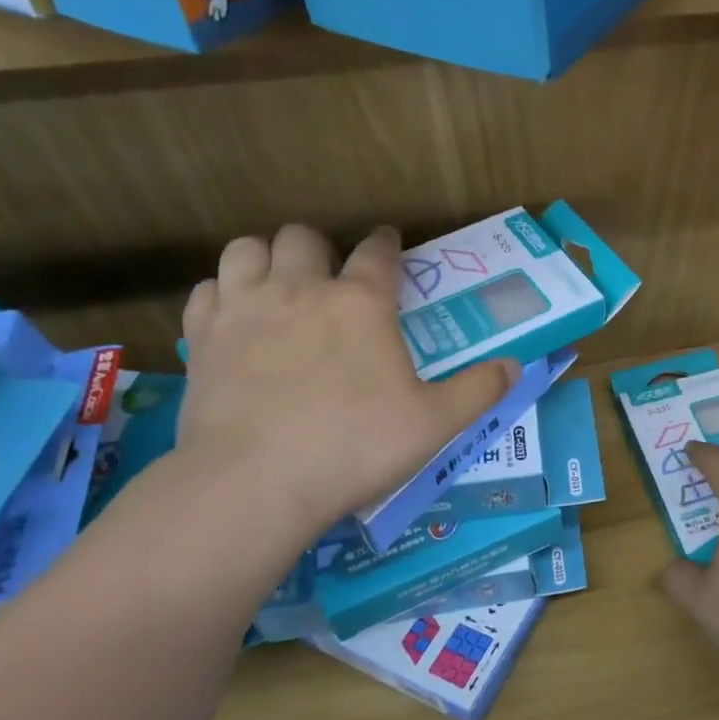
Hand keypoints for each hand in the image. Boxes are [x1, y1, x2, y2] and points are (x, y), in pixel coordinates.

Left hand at [176, 225, 516, 552]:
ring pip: (246, 249)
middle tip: (330, 275)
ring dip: (265, 257)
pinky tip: (235, 317)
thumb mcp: (436, 423)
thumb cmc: (355, 446)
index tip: (390, 244)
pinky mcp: (203, 337)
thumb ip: (480, 390)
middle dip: (320, 247)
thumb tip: (515, 365)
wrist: (256, 482)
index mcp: (361, 303)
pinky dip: (224, 294)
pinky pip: (207, 289)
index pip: (377, 252)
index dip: (387, 243)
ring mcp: (244, 309)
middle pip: (303, 238)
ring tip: (277, 283)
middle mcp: (301, 289)